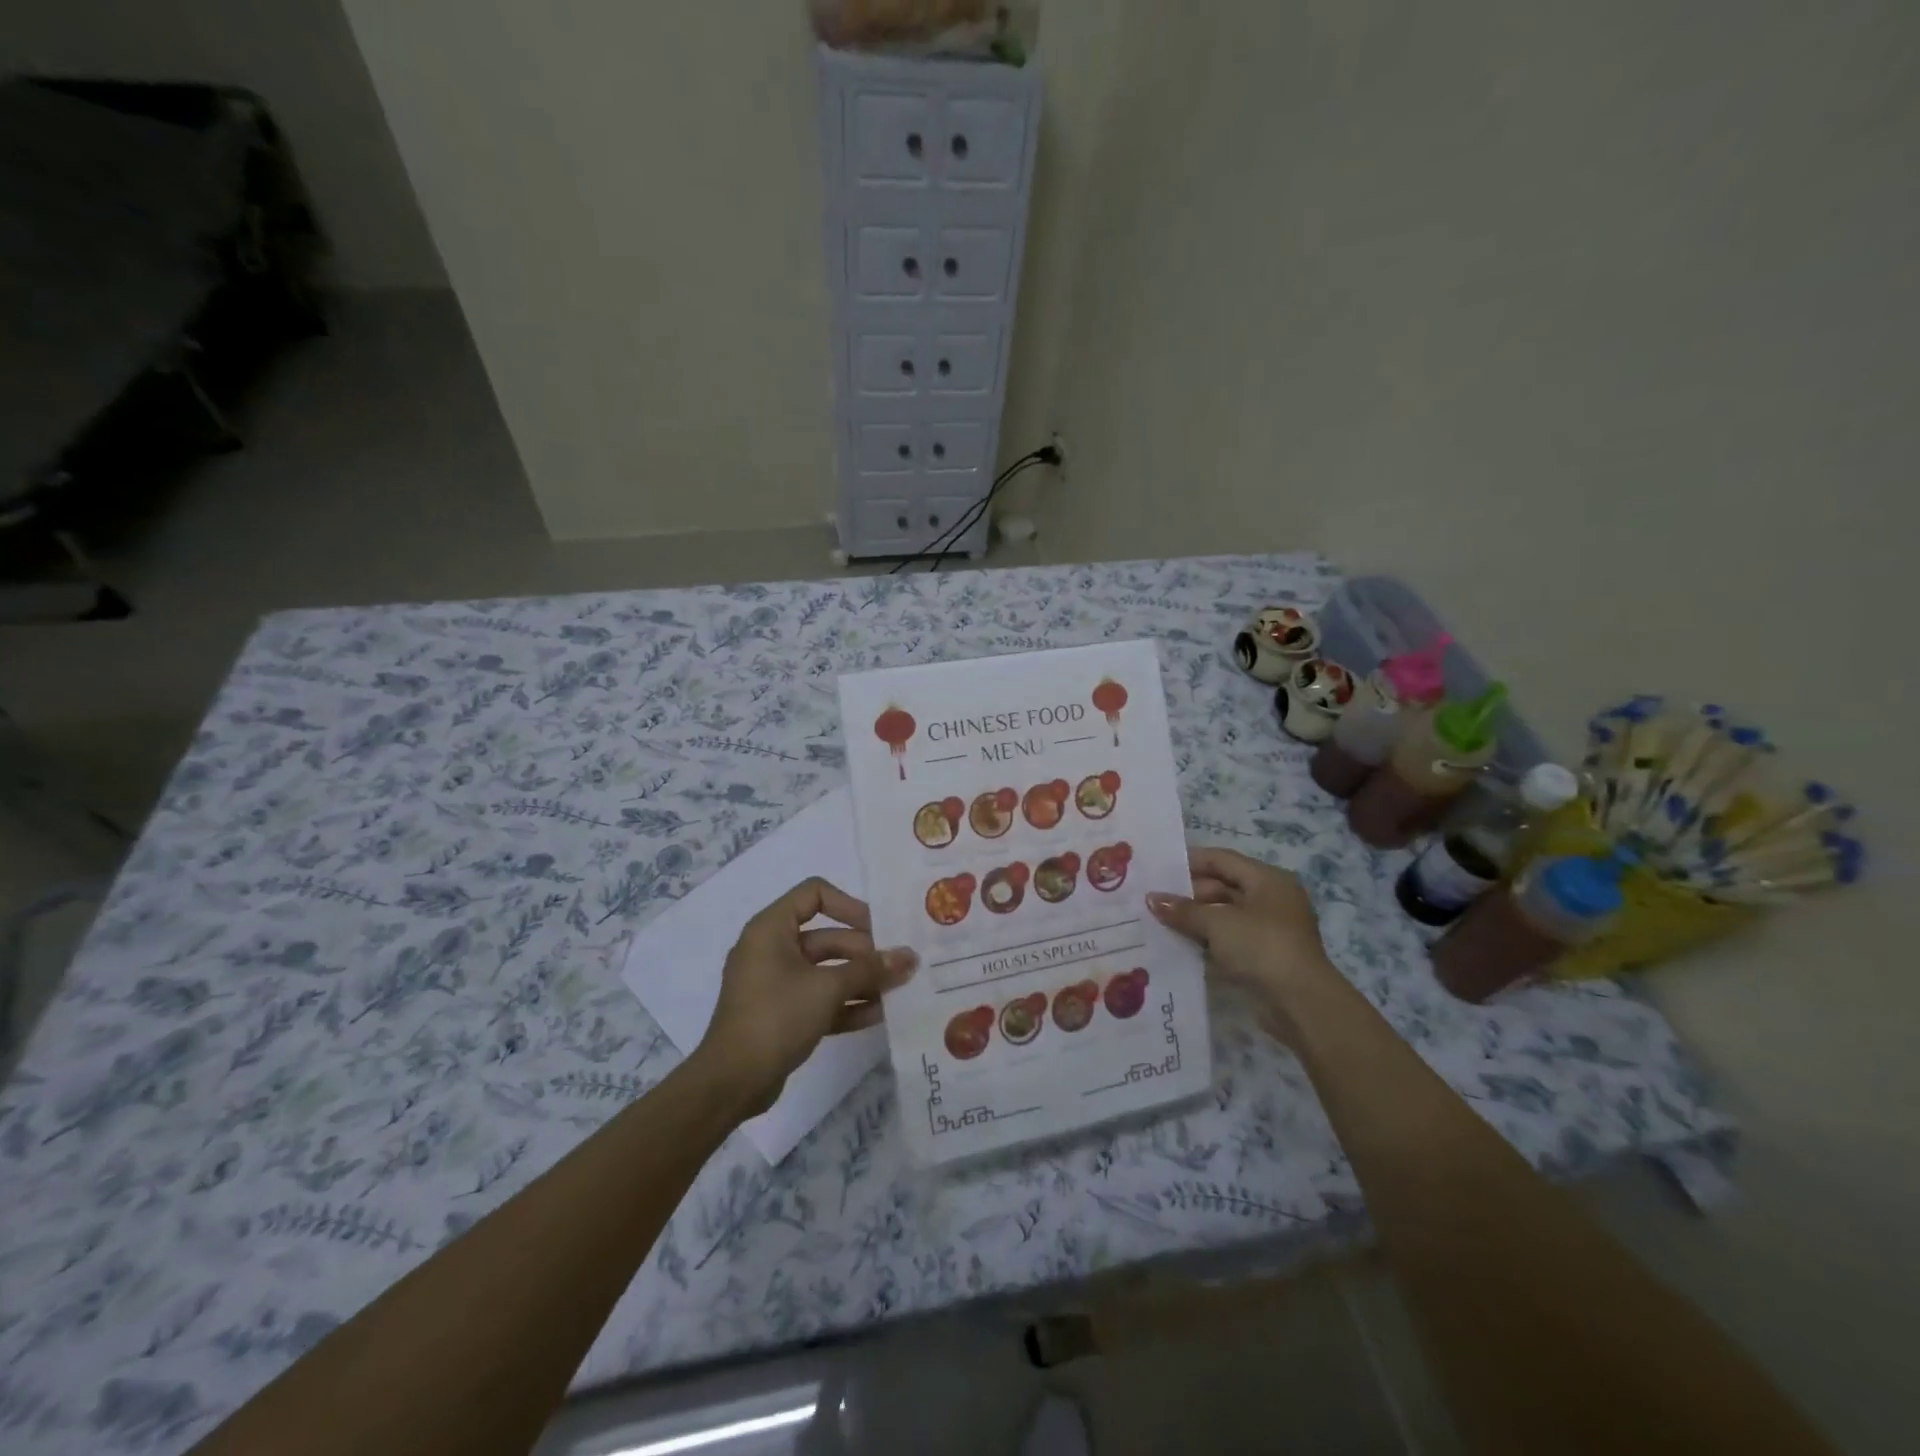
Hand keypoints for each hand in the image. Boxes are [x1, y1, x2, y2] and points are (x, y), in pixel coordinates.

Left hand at [695, 877, 916, 1115]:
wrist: (730, 1083)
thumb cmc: (775, 1017)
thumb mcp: (827, 988)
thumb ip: (870, 970)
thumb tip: (910, 956)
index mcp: (772, 929)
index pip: (814, 893)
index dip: (849, 905)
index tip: (878, 928)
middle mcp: (772, 949)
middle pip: (827, 936)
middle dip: (865, 952)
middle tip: (899, 966)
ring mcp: (776, 983)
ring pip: (826, 970)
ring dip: (861, 979)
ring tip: (897, 991)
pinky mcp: (782, 1013)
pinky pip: (819, 998)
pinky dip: (846, 1003)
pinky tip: (879, 1014)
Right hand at [1147, 846, 1338, 1044]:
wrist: (1301, 1003)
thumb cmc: (1261, 947)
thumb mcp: (1217, 923)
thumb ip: (1183, 910)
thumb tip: (1151, 899)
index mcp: (1267, 879)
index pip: (1222, 860)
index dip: (1189, 861)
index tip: (1158, 867)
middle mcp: (1271, 898)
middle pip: (1222, 886)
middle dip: (1188, 893)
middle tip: (1153, 899)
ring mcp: (1269, 928)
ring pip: (1224, 914)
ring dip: (1195, 918)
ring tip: (1159, 920)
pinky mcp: (1265, 955)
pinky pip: (1229, 938)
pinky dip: (1207, 938)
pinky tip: (1180, 942)